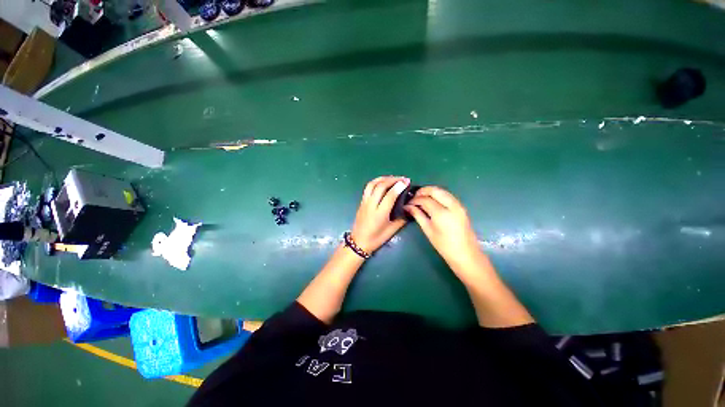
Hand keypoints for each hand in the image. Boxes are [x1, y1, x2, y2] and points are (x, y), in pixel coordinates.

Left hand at [350, 176, 409, 253]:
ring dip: (383, 178)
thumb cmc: (376, 238)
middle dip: (393, 179)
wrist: (358, 242)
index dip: (399, 186)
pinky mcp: (361, 201)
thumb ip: (402, 219)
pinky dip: (376, 182)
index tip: (407, 181)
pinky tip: (383, 182)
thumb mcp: (392, 231)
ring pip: (372, 184)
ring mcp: (364, 202)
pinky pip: (368, 187)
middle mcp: (371, 205)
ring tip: (393, 178)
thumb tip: (409, 207)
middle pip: (380, 186)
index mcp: (380, 214)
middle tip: (403, 178)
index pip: (390, 195)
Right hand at [405, 186, 485, 277]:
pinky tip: (432, 201)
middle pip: (435, 190)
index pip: (425, 199)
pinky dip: (438, 195)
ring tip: (421, 198)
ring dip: (431, 192)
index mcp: (441, 213)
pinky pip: (448, 196)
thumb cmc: (444, 246)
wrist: (466, 255)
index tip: (407, 203)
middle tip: (414, 197)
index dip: (415, 200)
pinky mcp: (461, 207)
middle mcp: (451, 205)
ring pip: (442, 191)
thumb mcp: (428, 230)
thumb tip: (408, 207)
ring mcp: (458, 205)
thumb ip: (418, 215)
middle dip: (423, 191)